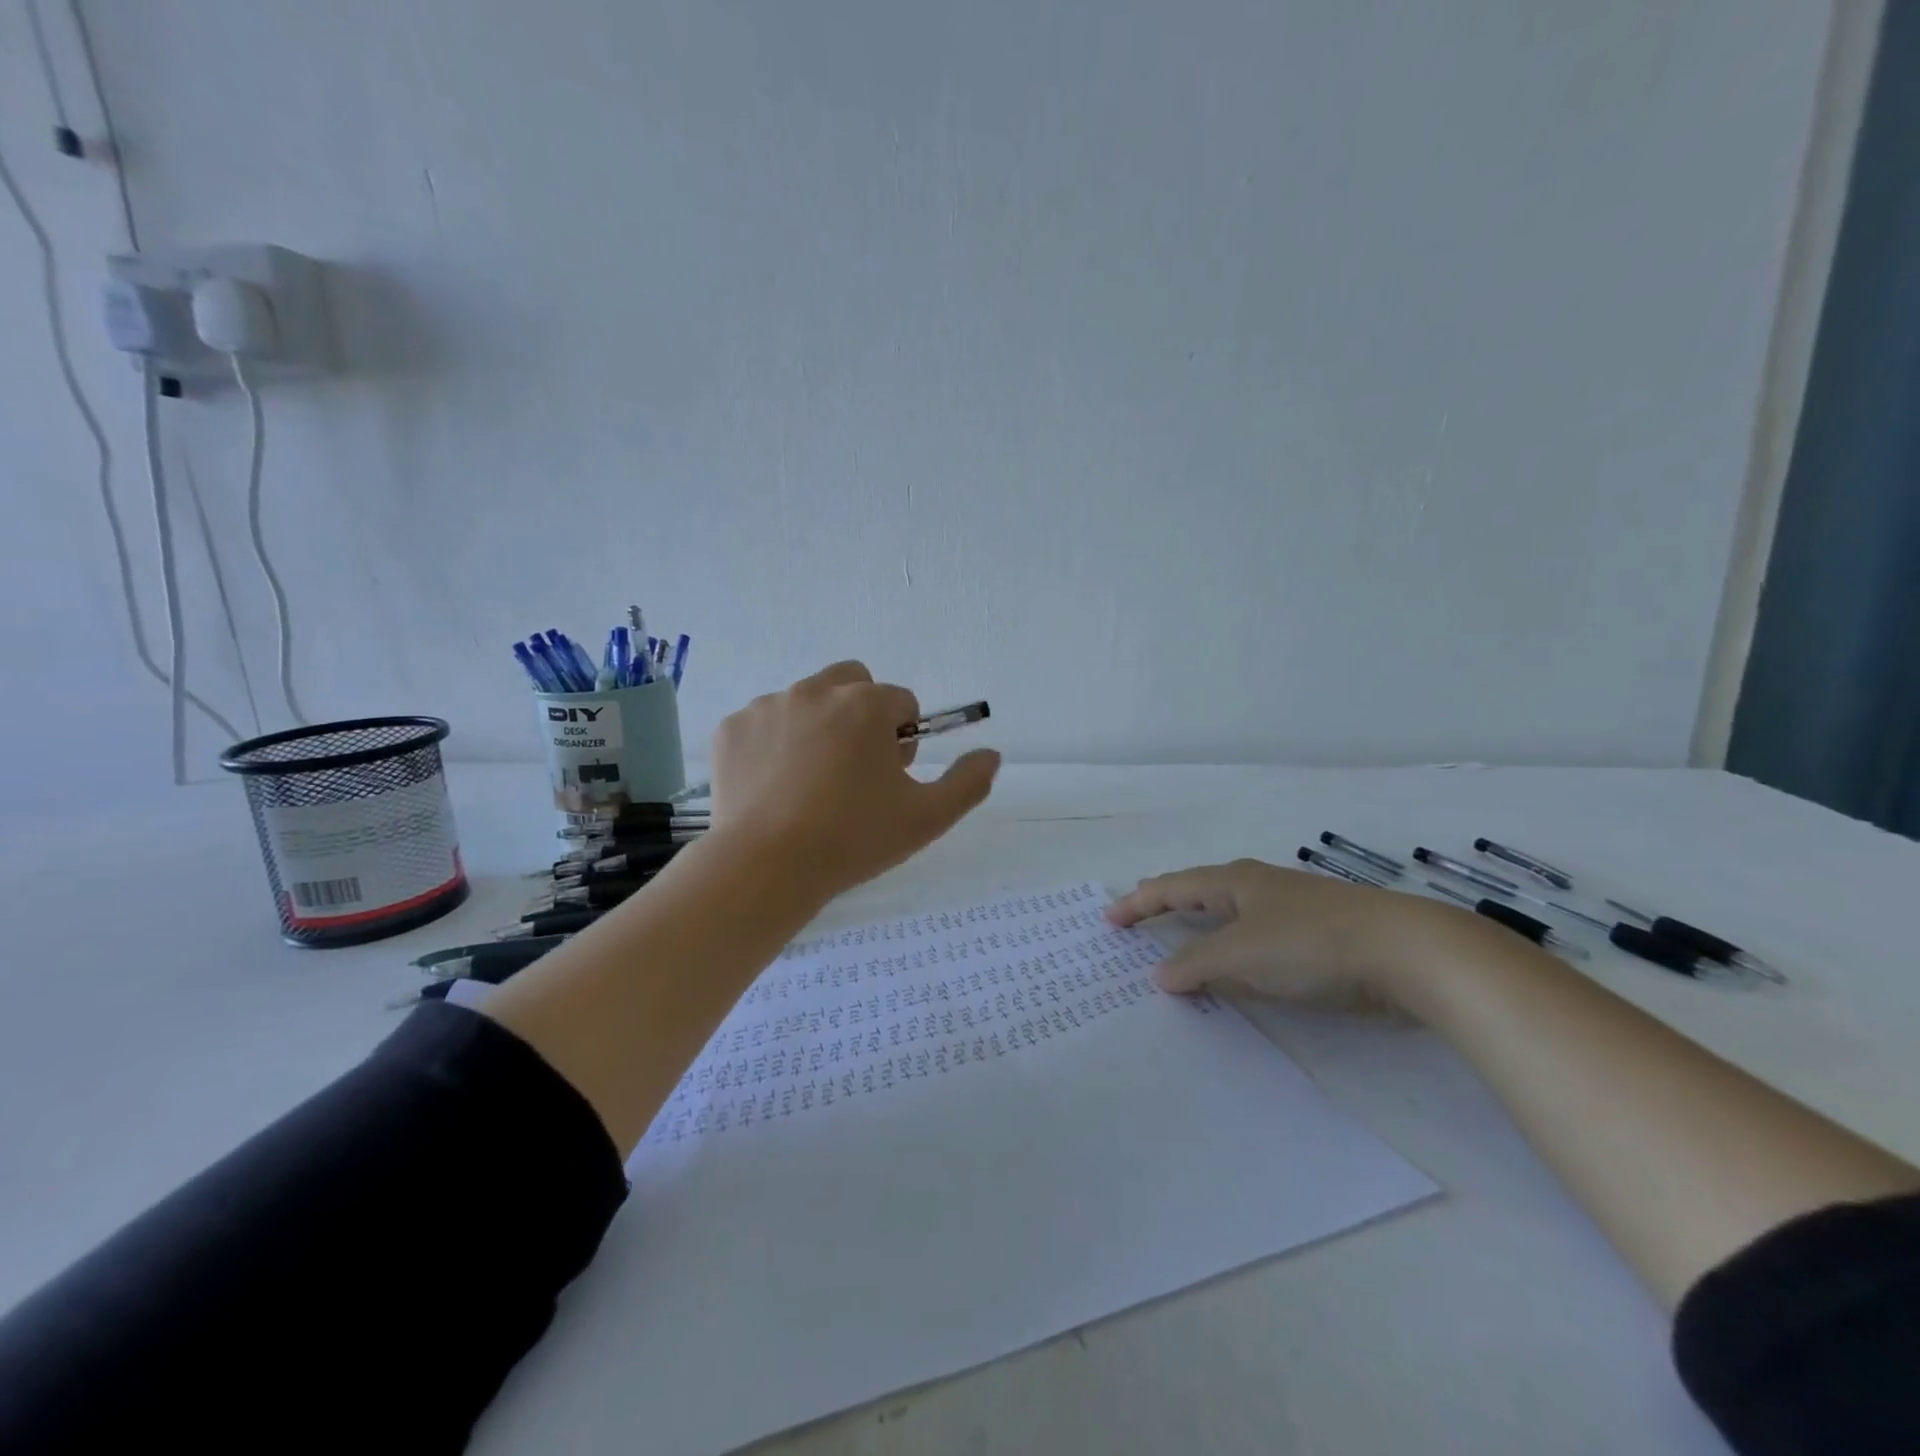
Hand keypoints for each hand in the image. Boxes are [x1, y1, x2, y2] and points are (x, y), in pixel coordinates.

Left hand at [710, 661, 1001, 899]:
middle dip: (861, 715)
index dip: (902, 740)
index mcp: (866, 704)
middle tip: (854, 771)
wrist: (765, 868)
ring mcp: (767, 706)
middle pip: (852, 684)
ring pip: (806, 702)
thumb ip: (968, 782)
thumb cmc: (853, 839)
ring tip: (809, 786)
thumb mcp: (926, 818)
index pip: (901, 702)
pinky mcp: (730, 729)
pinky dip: (773, 745)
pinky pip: (763, 724)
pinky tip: (773, 788)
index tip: (890, 777)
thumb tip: (991, 754)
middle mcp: (815, 690)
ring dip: (817, 728)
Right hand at [1104, 858, 1480, 1013]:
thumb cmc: (1311, 942)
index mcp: (1235, 881)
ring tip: (1179, 945)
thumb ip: (1196, 964)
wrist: (1407, 953)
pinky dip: (1233, 955)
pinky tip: (1236, 973)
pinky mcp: (1316, 940)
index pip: (1172, 888)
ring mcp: (1290, 913)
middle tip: (1137, 918)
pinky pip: (1256, 944)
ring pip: (1231, 920)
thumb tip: (1160, 975)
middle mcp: (1258, 889)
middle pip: (1200, 893)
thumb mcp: (1242, 952)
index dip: (1138, 903)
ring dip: (1201, 933)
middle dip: (1167, 905)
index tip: (1108, 919)